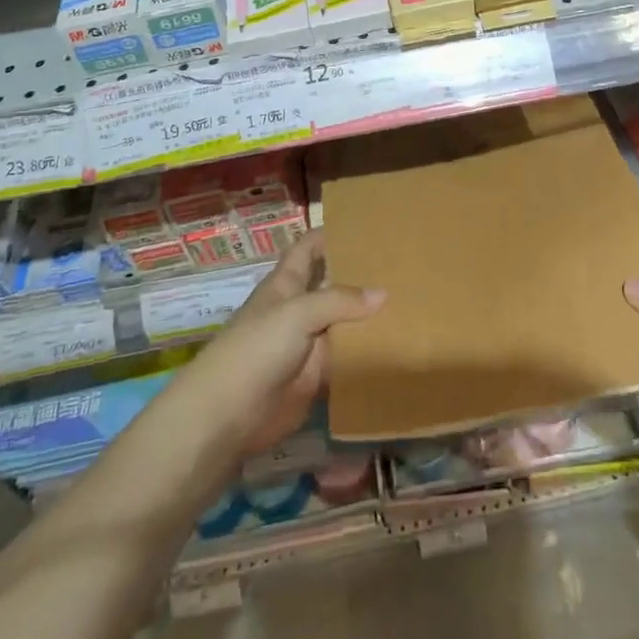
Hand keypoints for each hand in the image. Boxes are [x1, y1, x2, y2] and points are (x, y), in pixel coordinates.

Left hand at [182, 229, 383, 456]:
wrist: (229, 415)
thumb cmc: (257, 348)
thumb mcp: (298, 313)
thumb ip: (340, 301)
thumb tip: (383, 294)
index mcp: (286, 283)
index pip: (309, 248)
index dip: (330, 233)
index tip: (365, 223)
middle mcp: (298, 308)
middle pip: (331, 284)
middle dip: (358, 274)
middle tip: (400, 263)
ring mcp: (307, 343)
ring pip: (342, 323)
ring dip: (367, 316)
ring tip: (409, 301)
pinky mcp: (315, 377)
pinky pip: (345, 359)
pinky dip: (365, 354)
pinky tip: (396, 345)